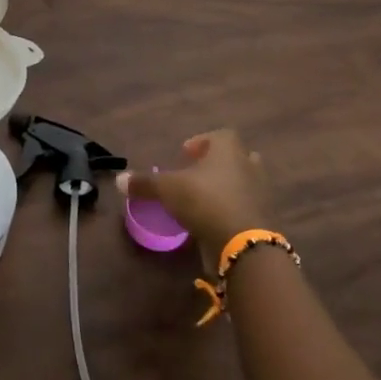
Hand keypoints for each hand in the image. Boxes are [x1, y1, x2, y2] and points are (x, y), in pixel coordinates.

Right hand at [118, 128, 271, 268]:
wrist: (243, 244)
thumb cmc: (205, 201)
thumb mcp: (167, 189)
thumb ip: (144, 183)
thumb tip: (119, 180)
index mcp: (228, 150)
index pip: (220, 136)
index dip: (202, 142)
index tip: (185, 155)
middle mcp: (248, 166)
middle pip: (234, 157)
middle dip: (216, 164)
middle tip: (195, 176)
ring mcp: (259, 193)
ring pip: (242, 183)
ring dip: (225, 188)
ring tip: (200, 201)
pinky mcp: (261, 218)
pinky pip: (244, 207)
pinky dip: (230, 211)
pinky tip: (211, 222)